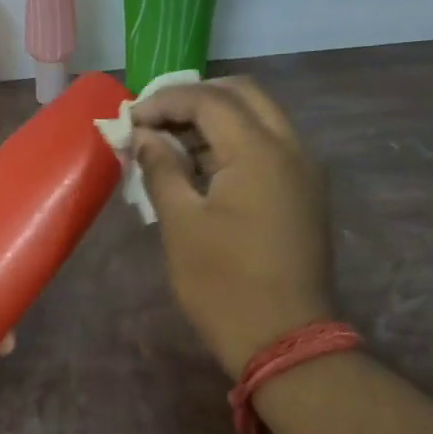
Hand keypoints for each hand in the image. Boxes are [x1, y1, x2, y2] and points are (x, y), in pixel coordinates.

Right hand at [132, 77, 333, 377]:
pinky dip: (233, 142)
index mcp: (259, 151)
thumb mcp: (180, 224)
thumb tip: (144, 136)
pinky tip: (200, 167)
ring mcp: (303, 170)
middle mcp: (290, 148)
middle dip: (194, 99)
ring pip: (259, 118)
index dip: (164, 101)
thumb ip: (161, 169)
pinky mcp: (303, 193)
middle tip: (154, 121)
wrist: (283, 339)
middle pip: (242, 94)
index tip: (129, 120)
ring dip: (214, 119)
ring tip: (170, 143)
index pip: (208, 99)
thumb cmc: (222, 283)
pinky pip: (268, 146)